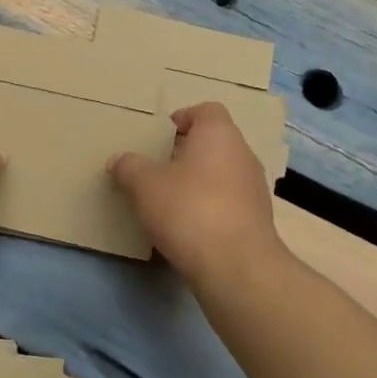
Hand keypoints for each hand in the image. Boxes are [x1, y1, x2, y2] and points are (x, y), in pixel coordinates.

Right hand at [108, 102, 285, 285]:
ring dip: (198, 183)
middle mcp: (243, 154)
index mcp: (219, 134)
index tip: (160, 138)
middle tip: (157, 170)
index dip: (182, 118)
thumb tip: (118, 160)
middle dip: (186, 154)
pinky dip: (210, 208)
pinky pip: (228, 203)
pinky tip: (188, 228)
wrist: (236, 267)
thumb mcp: (145, 185)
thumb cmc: (189, 209)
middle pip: (213, 143)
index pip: (206, 110)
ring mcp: (254, 188)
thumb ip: (129, 167)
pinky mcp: (257, 220)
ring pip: (222, 174)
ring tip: (169, 201)